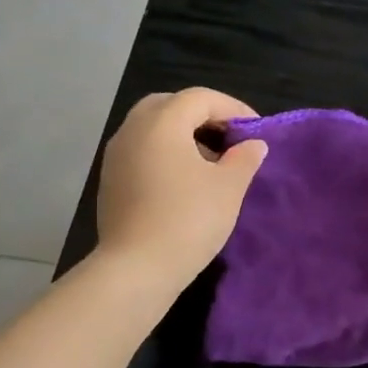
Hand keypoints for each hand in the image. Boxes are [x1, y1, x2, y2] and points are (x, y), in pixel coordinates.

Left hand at [96, 88, 266, 283]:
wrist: (137, 268)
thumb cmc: (189, 220)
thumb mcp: (228, 188)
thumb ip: (244, 159)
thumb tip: (252, 145)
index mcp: (162, 122)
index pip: (200, 98)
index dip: (233, 108)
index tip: (256, 130)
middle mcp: (133, 129)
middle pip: (170, 106)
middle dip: (203, 116)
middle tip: (229, 138)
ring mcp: (116, 155)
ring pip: (153, 129)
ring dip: (183, 135)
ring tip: (211, 162)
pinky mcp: (111, 181)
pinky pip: (142, 152)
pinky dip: (166, 154)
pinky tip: (185, 182)